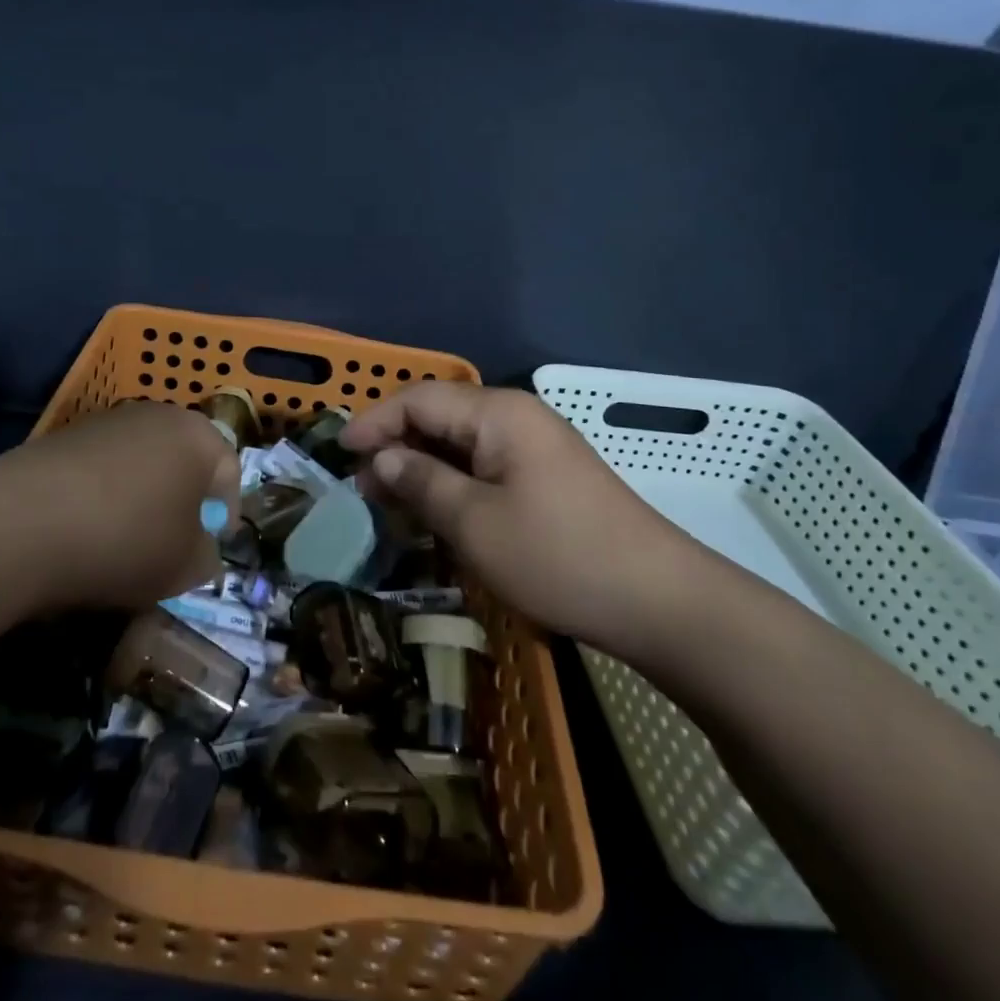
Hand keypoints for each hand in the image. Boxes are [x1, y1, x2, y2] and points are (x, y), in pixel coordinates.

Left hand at [0, 400, 238, 611]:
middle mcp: (158, 416)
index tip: (207, 549)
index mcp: (198, 436)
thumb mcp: (186, 567)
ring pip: (142, 463)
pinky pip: (102, 468)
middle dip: (182, 502)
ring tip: (123, 540)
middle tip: (170, 544)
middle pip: (184, 462)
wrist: (22, 522)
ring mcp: (108, 421)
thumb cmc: (126, 539)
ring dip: (142, 497)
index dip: (224, 515)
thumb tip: (200, 548)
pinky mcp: (65, 435)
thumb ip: (208, 556)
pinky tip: (85, 529)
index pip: (230, 472)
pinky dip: (103, 494)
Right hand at [342, 384, 702, 655]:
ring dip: (422, 467)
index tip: (340, 454)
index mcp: (498, 414)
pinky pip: (485, 466)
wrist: (660, 602)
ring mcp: (536, 447)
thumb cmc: (557, 556)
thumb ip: (422, 482)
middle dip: (396, 446)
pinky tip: (434, 511)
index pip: (419, 399)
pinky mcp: (547, 477)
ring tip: (388, 503)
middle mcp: (517, 418)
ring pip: (461, 444)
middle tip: (361, 488)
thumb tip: (384, 458)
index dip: (375, 422)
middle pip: (440, 416)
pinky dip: (452, 483)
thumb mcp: (474, 523)